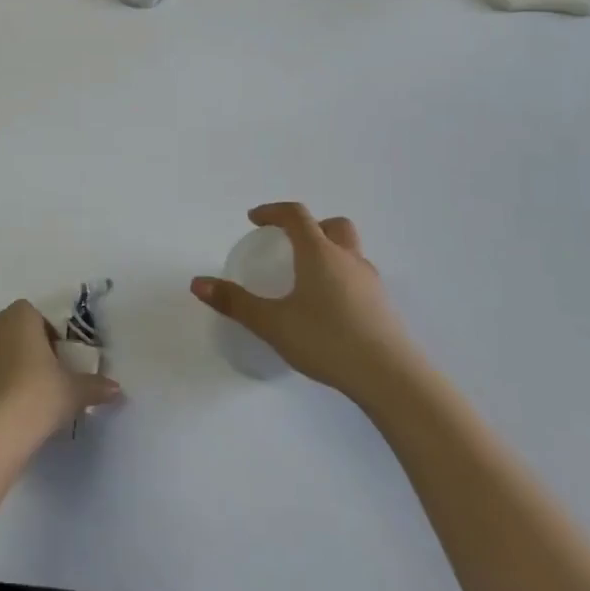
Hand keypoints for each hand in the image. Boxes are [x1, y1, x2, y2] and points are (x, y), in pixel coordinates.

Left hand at [0, 299, 120, 443]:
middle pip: (13, 331)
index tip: (59, 361)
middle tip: (45, 378)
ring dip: (8, 366)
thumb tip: (117, 390)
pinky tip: (6, 410)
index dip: (48, 336)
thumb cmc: (39, 395)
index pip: (34, 315)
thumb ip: (95, 386)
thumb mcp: (74, 391)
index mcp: (19, 317)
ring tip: (25, 397)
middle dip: (27, 349)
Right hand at [191, 203, 421, 409]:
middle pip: (333, 226)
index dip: (273, 211)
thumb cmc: (326, 341)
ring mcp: (372, 283)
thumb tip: (197, 283)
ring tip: (307, 278)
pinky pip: (359, 278)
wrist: (391, 378)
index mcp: (320, 253)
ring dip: (329, 252)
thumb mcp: (272, 323)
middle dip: (309, 226)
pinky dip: (341, 278)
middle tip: (288, 243)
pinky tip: (329, 308)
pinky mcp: (384, 307)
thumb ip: (234, 302)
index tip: (254, 219)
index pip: (296, 215)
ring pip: (350, 251)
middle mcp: (348, 259)